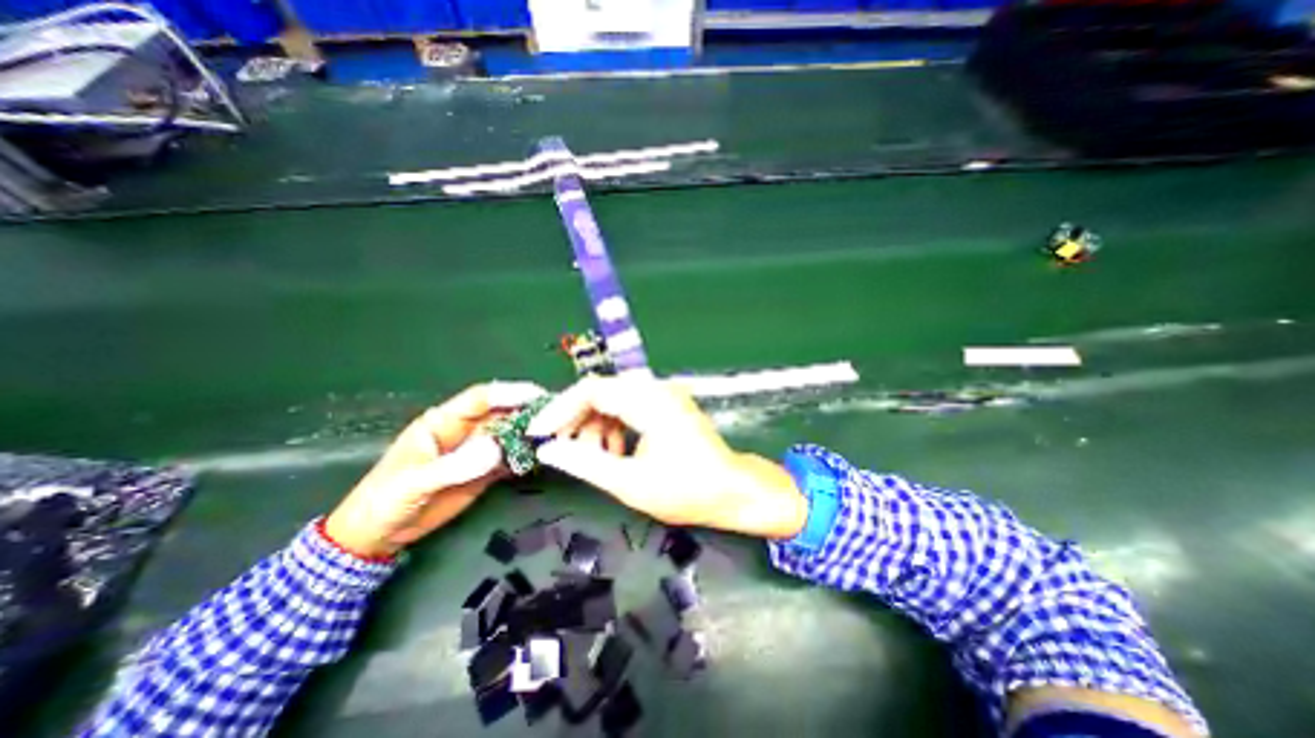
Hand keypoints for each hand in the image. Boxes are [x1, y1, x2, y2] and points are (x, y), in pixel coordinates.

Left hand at [326, 383, 547, 555]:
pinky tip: (542, 458)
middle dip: (528, 412)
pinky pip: (510, 459)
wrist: (378, 536)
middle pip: (502, 414)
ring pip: (510, 435)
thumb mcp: (414, 482)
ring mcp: (476, 452)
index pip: (480, 399)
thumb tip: (496, 449)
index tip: (537, 395)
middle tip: (558, 415)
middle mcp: (465, 431)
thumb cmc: (385, 500)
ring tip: (557, 435)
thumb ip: (454, 465)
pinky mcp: (484, 472)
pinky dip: (526, 457)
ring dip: (531, 434)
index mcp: (442, 422)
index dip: (509, 393)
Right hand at [527, 378, 813, 537]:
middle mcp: (656, 388)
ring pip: (613, 401)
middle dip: (577, 421)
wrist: (733, 491)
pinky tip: (614, 454)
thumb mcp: (630, 482)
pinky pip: (628, 408)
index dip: (560, 410)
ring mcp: (663, 395)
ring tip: (594, 460)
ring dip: (596, 428)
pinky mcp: (666, 405)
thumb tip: (550, 451)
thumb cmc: (687, 490)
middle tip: (563, 450)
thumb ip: (585, 464)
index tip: (538, 433)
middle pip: (601, 392)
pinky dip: (614, 428)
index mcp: (649, 400)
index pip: (592, 390)